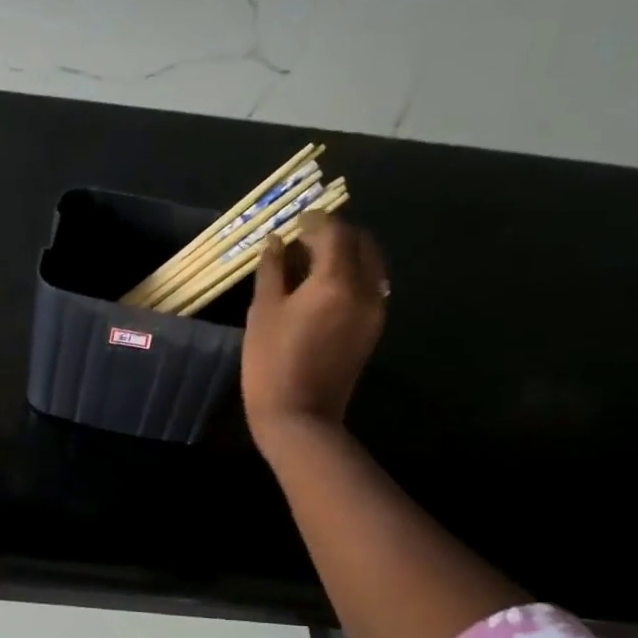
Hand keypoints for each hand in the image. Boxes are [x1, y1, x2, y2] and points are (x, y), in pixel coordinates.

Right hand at [241, 213, 388, 448]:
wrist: (299, 416)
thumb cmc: (271, 363)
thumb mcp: (263, 312)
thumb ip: (271, 270)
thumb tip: (276, 241)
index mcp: (335, 281)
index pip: (334, 232)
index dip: (314, 221)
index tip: (294, 221)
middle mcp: (365, 289)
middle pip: (360, 242)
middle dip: (336, 233)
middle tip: (305, 238)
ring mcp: (374, 310)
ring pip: (370, 263)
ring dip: (347, 253)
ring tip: (314, 261)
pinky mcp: (373, 328)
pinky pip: (370, 286)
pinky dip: (352, 274)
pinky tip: (325, 286)